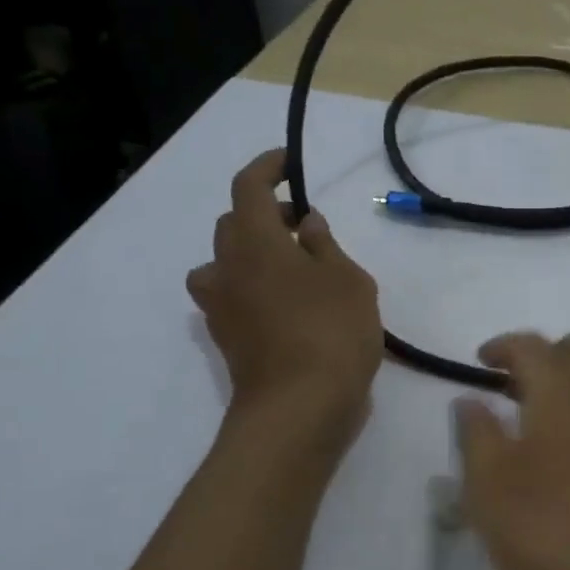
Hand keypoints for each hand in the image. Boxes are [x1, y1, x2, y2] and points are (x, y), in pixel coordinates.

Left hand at [188, 149, 381, 445]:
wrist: (300, 407)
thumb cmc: (332, 332)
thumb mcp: (348, 280)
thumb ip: (325, 245)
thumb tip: (306, 225)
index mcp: (255, 241)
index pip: (248, 187)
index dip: (267, 167)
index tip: (288, 161)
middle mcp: (227, 267)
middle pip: (232, 224)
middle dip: (264, 214)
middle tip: (304, 226)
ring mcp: (221, 306)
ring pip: (225, 263)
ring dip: (252, 254)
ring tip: (292, 269)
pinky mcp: (227, 339)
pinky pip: (232, 297)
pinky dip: (253, 288)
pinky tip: (287, 307)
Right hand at [452, 330, 569, 569]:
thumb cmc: (561, 531)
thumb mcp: (492, 491)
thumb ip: (477, 437)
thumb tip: (470, 400)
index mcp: (563, 387)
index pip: (530, 345)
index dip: (502, 347)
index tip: (482, 360)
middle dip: (551, 355)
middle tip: (522, 388)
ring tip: (553, 424)